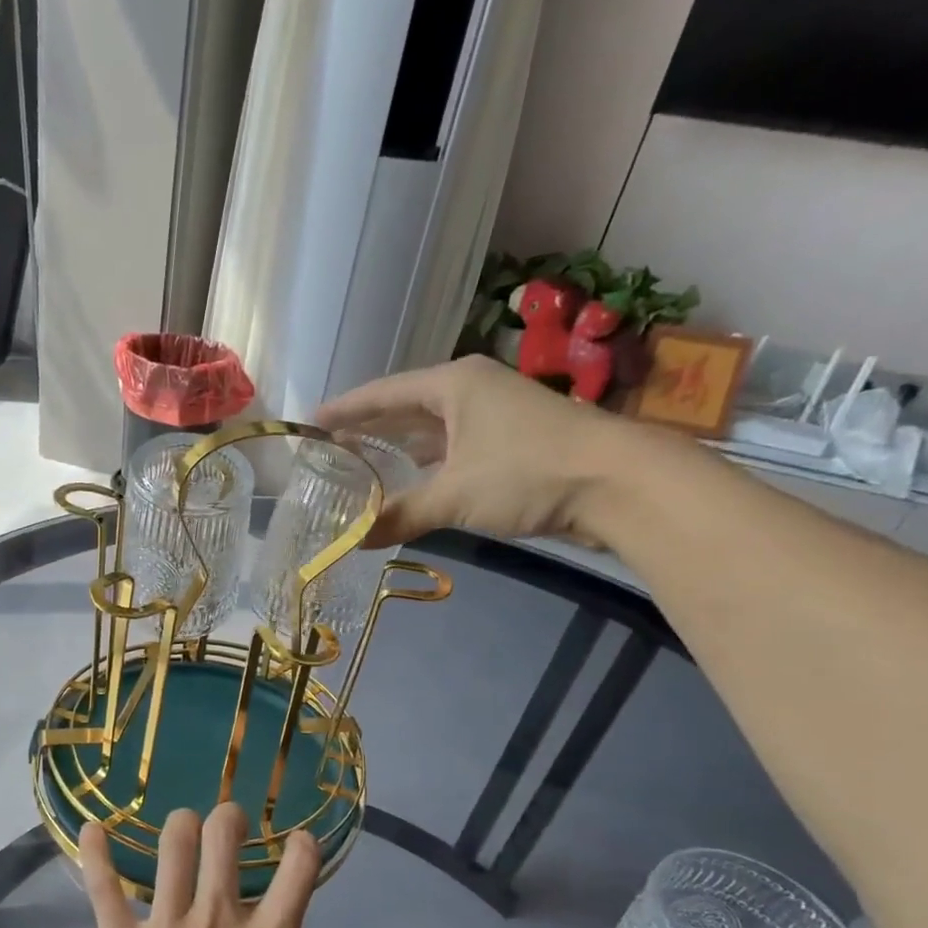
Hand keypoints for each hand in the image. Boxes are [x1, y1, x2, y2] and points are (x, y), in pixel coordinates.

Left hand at [78, 805, 338, 927]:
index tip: (300, 846)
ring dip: (181, 825)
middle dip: (232, 818)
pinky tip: (92, 827)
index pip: (298, 871)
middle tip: (231, 825)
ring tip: (184, 828)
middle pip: (224, 837)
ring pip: (172, 845)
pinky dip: (96, 852)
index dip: (305, 847)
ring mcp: (164, 927)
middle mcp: (217, 921)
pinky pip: (103, 887)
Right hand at [317, 354, 640, 548]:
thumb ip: (401, 516)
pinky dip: (426, 468)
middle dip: (368, 430)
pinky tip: (408, 485)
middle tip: (329, 450)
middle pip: (404, 410)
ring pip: (430, 432)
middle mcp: (470, 393)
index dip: (345, 410)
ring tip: (358, 468)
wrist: (616, 483)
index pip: (383, 394)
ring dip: (397, 451)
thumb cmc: (527, 471)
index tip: (311, 423)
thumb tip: (355, 542)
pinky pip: (451, 452)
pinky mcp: (508, 446)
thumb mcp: (454, 495)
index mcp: (453, 385)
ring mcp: (492, 418)